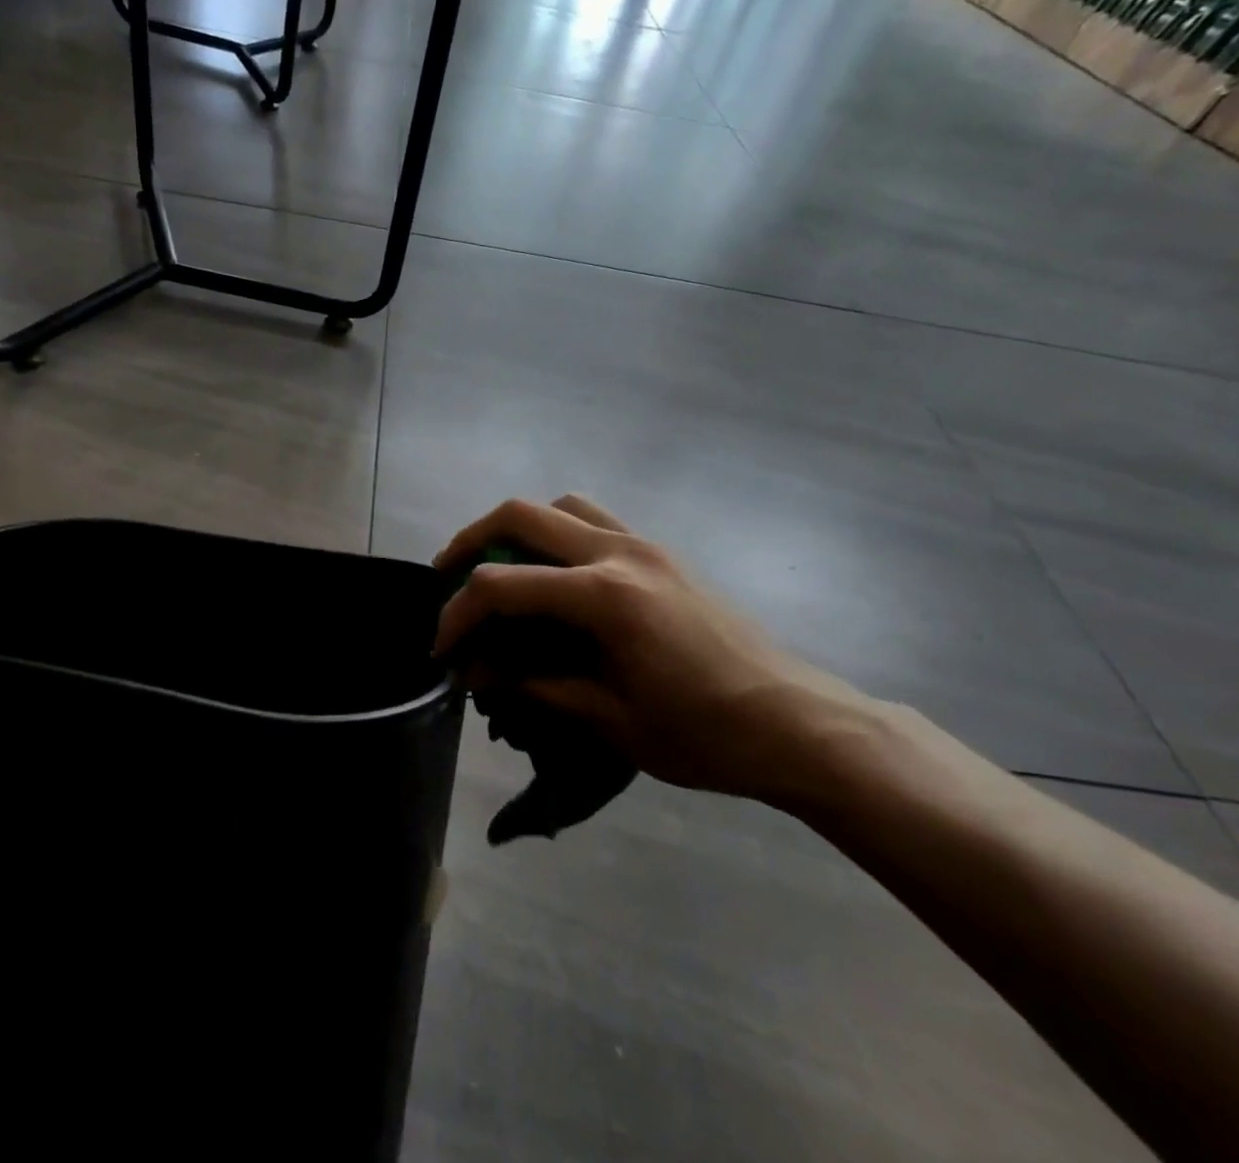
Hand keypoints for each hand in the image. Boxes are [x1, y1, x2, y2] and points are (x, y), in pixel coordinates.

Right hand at [434, 496, 865, 801]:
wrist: (796, 723)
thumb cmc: (704, 733)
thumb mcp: (609, 719)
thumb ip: (534, 685)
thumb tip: (475, 672)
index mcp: (603, 596)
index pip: (502, 587)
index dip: (458, 615)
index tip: (442, 649)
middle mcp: (618, 552)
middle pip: (520, 515)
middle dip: (470, 542)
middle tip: (448, 578)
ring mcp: (643, 544)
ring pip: (560, 505)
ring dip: (518, 528)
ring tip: (501, 567)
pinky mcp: (660, 552)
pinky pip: (595, 519)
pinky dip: (559, 532)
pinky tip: (557, 576)